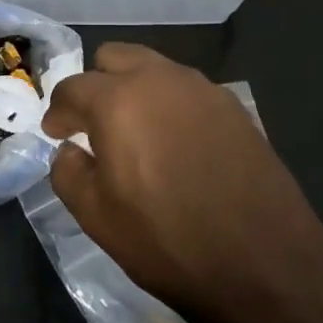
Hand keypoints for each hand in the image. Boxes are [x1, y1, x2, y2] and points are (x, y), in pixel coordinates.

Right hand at [41, 44, 322, 321]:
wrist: (265, 265)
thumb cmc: (168, 243)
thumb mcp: (97, 218)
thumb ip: (68, 172)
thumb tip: (71, 151)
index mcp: (118, 101)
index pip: (73, 87)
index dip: (58, 111)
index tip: (57, 134)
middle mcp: (160, 80)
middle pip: (115, 57)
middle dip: (97, 84)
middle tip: (95, 125)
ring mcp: (203, 90)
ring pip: (155, 69)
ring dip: (136, 91)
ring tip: (138, 135)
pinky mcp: (234, 108)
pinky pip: (188, 91)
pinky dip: (171, 106)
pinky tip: (178, 146)